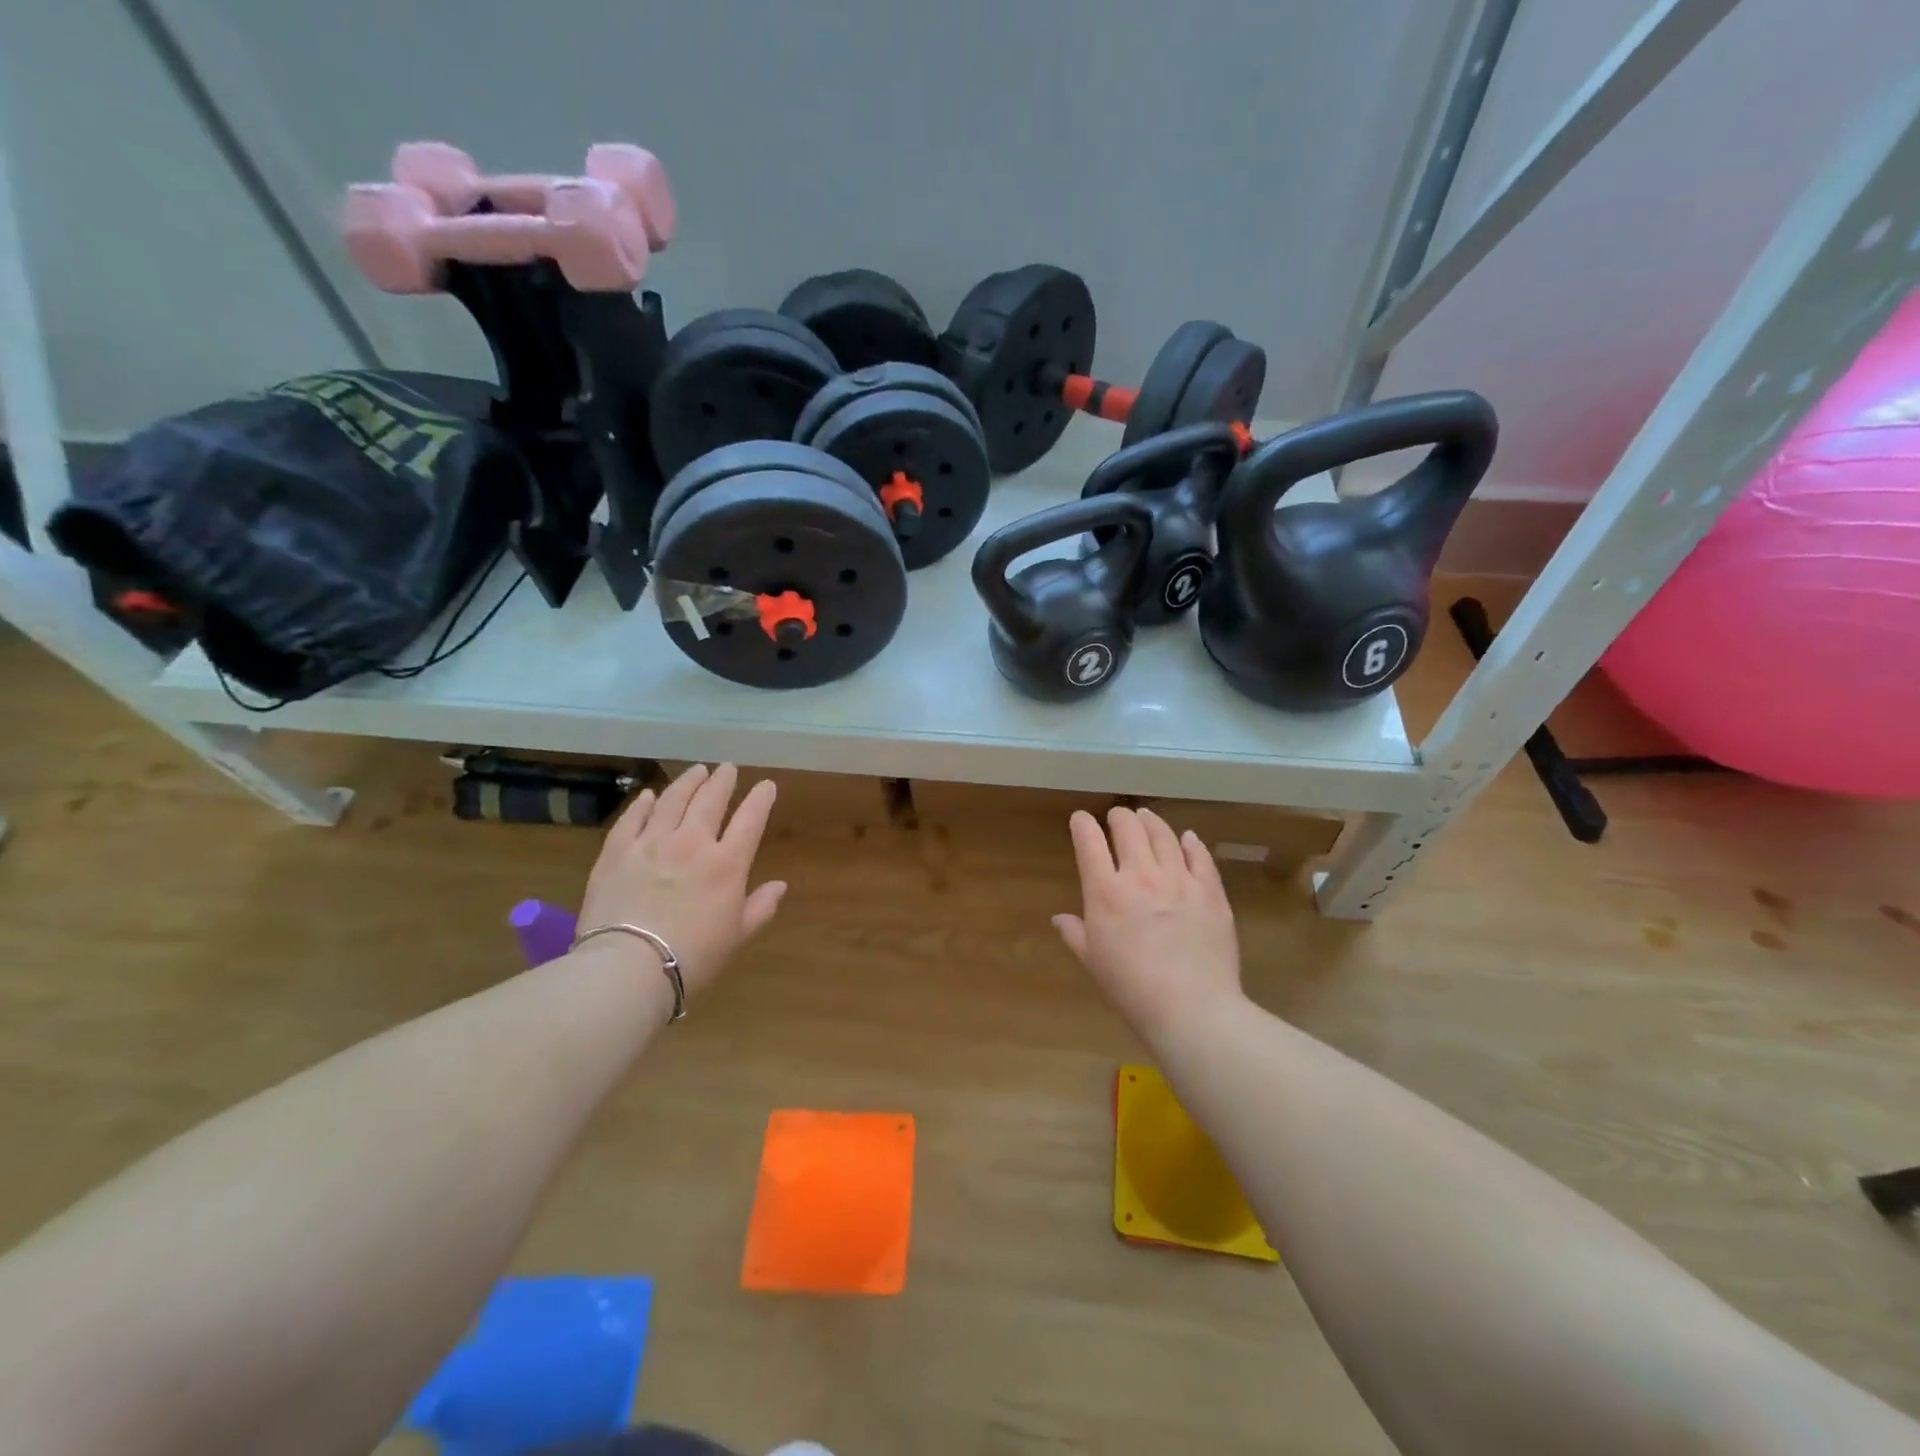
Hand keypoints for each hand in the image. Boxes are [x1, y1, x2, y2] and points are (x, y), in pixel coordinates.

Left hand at [576, 763, 786, 998]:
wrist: (628, 967)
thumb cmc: (692, 957)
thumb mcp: (737, 936)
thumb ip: (760, 907)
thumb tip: (780, 885)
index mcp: (727, 864)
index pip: (750, 820)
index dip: (760, 799)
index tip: (766, 785)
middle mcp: (692, 843)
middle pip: (710, 800)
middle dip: (722, 781)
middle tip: (727, 769)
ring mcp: (651, 843)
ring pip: (672, 800)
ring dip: (687, 782)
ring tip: (696, 770)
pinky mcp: (616, 852)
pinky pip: (632, 818)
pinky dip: (643, 803)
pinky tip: (649, 795)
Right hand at [1053, 807, 1242, 1040]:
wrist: (1191, 1008)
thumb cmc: (1131, 988)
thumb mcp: (1093, 962)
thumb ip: (1075, 933)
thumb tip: (1059, 918)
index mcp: (1106, 892)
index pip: (1089, 842)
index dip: (1082, 825)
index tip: (1080, 820)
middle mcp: (1141, 875)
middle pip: (1128, 829)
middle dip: (1119, 817)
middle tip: (1117, 816)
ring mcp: (1179, 880)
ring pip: (1164, 835)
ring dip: (1152, 821)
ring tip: (1147, 816)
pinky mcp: (1211, 892)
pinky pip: (1200, 857)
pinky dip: (1191, 843)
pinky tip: (1188, 838)